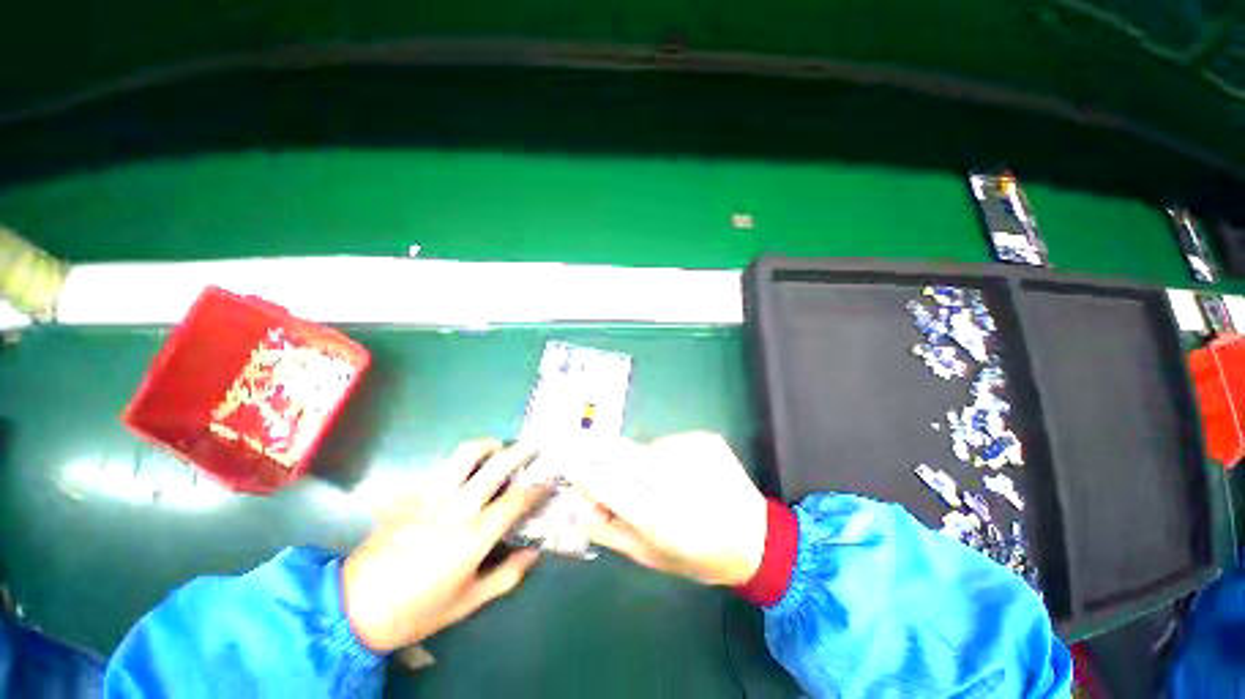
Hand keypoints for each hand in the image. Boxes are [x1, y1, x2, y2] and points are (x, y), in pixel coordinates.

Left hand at [342, 440, 548, 652]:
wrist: (353, 607)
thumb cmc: (416, 610)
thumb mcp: (467, 602)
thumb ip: (506, 576)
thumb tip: (534, 553)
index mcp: (475, 534)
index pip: (517, 499)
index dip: (539, 485)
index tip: (552, 475)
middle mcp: (458, 506)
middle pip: (497, 465)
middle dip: (521, 451)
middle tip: (534, 446)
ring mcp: (432, 495)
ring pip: (466, 454)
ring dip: (488, 445)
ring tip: (499, 447)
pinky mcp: (411, 493)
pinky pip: (441, 466)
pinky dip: (460, 461)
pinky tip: (464, 468)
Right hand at [571, 432, 767, 585]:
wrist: (757, 538)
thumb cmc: (700, 556)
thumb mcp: (651, 557)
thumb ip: (610, 530)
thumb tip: (581, 501)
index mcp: (663, 519)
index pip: (608, 485)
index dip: (583, 472)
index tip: (566, 462)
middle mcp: (678, 479)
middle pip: (622, 453)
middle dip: (607, 459)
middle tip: (610, 472)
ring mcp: (695, 452)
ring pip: (644, 446)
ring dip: (641, 461)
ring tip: (660, 482)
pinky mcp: (707, 438)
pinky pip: (668, 440)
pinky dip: (665, 454)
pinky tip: (683, 473)